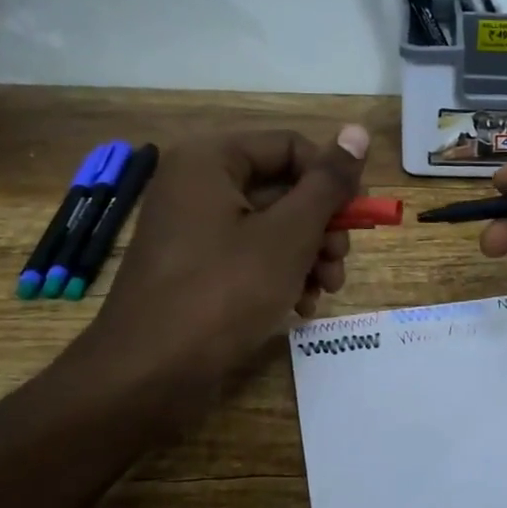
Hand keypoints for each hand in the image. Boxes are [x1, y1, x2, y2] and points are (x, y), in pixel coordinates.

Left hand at [66, 125, 369, 433]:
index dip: (330, 179)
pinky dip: (280, 274)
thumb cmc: (223, 292)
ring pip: (271, 226)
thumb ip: (327, 183)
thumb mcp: (288, 235)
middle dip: (321, 227)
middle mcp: (197, 185)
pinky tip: (300, 306)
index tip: (357, 218)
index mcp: (210, 161)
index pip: (290, 147)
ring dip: (308, 255)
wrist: (149, 376)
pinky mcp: (194, 267)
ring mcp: (192, 229)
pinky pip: (249, 255)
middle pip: (282, 188)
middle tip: (339, 262)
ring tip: (325, 290)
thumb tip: (357, 131)